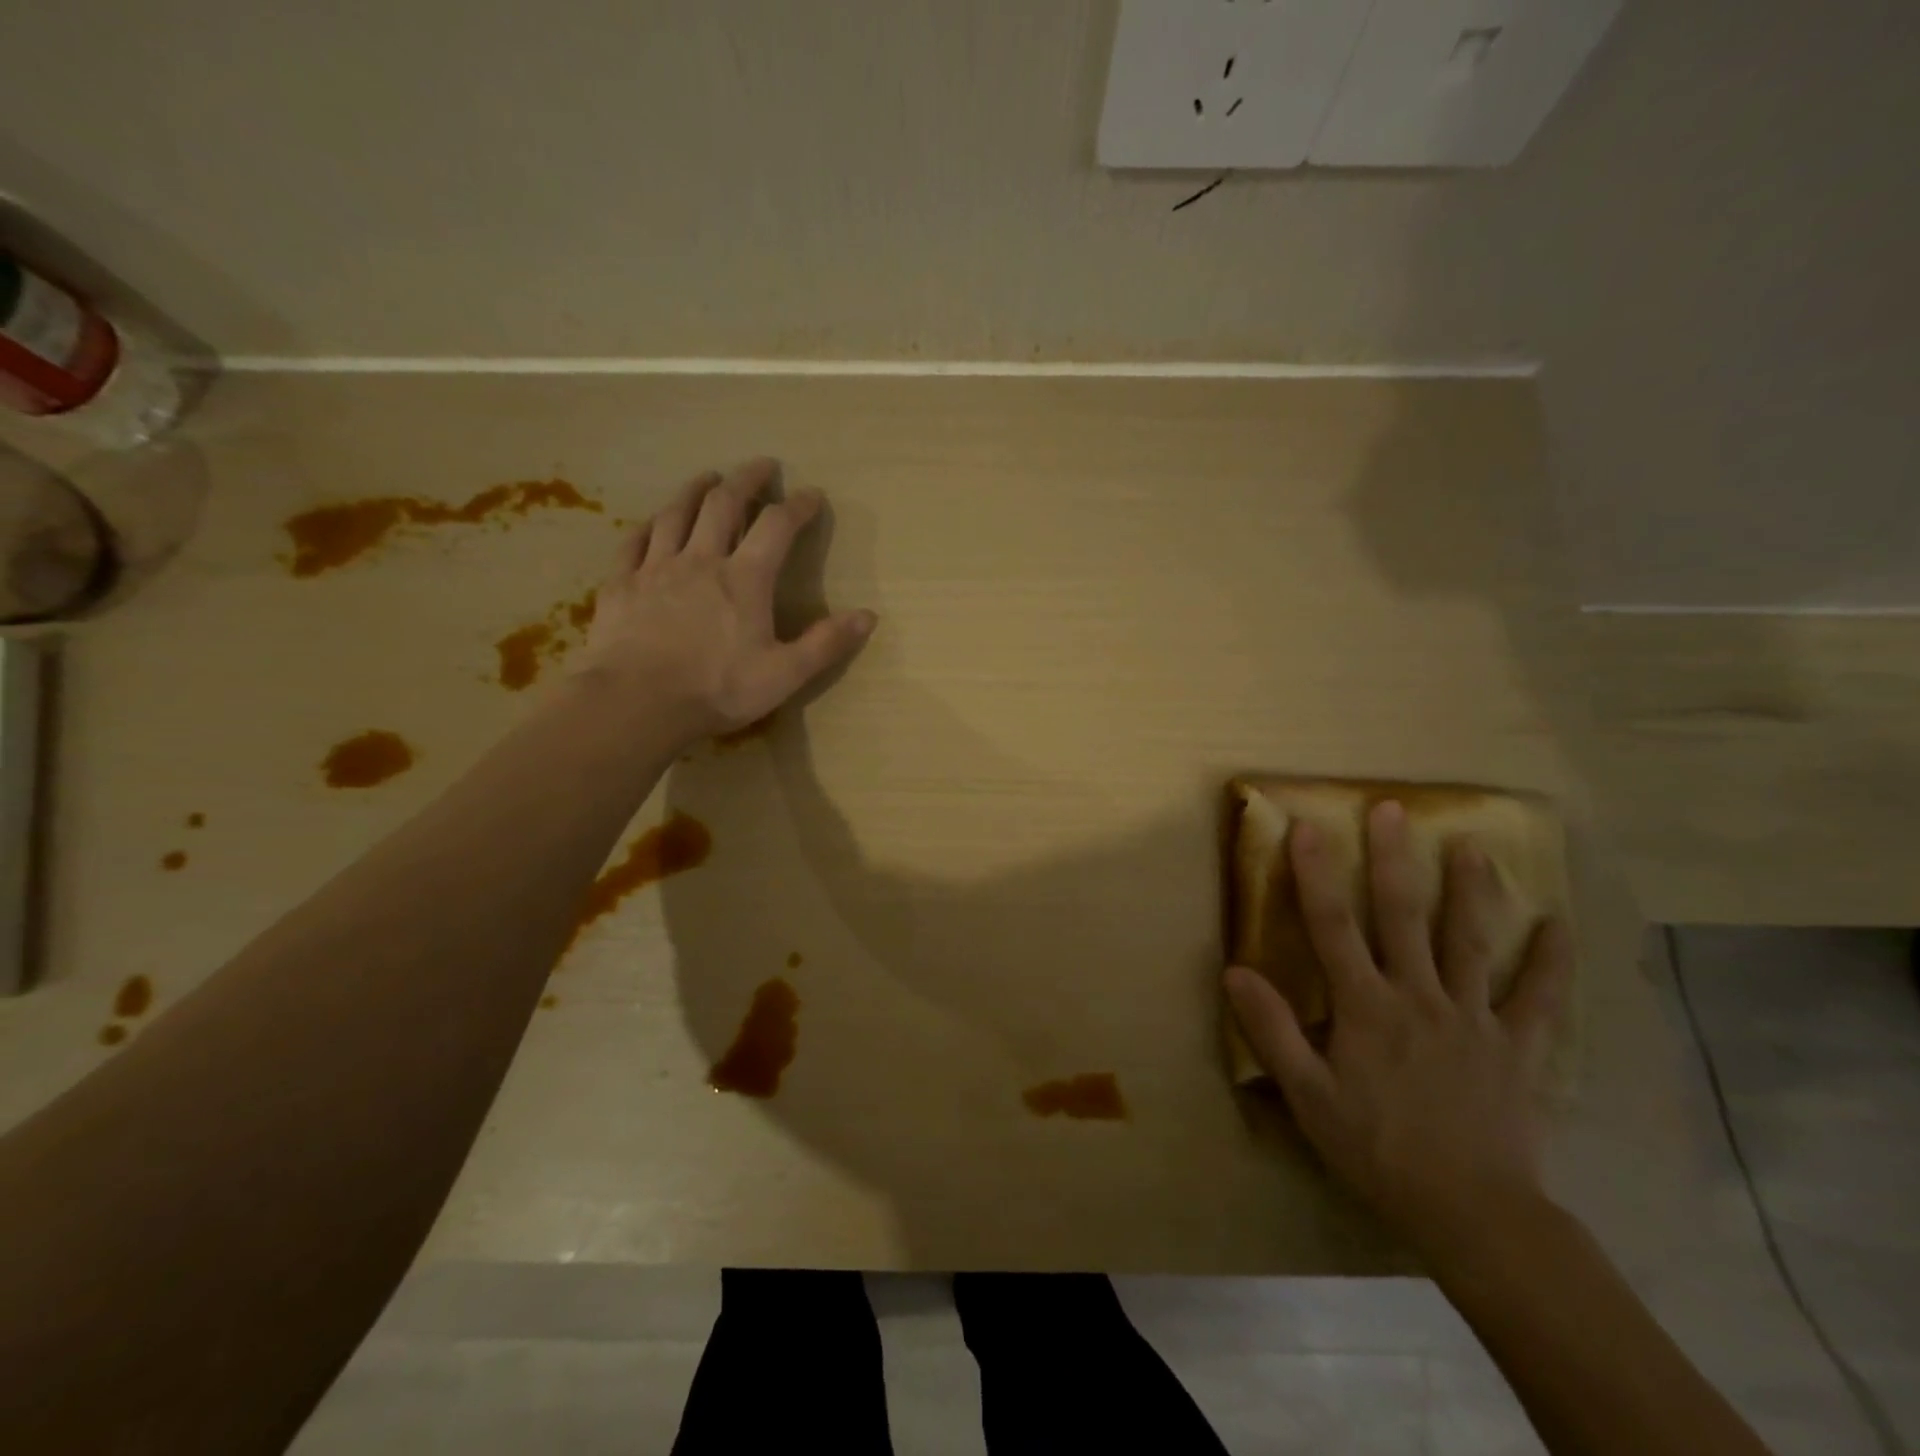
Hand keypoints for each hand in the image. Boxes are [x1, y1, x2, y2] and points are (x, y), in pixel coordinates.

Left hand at [570, 458, 875, 742]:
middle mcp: (701, 560)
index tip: (812, 494)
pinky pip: (635, 542)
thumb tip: (868, 616)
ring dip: (695, 490)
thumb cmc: (716, 690)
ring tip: (708, 477)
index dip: (797, 506)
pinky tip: (654, 523)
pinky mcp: (622, 584)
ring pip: (676, 514)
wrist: (636, 703)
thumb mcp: (784, 674)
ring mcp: (656, 568)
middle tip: (761, 466)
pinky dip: (650, 525)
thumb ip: (825, 643)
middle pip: (723, 504)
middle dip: (745, 480)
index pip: (776, 527)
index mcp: (744, 579)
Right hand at [1225, 800, 1570, 1260]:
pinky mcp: (1517, 1047)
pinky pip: (1537, 997)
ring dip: (1470, 890)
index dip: (1316, 873)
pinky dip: (1549, 960)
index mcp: (1366, 1006)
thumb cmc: (1378, 1151)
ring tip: (1471, 846)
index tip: (1307, 827)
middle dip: (1393, 858)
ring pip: (1470, 941)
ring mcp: (1473, 1017)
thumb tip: (1235, 972)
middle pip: (1403, 915)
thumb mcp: (1308, 1097)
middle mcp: (1419, 996)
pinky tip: (1558, 926)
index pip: (1332, 926)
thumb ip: (1273, 1031)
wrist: (1474, 1213)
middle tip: (1392, 809)